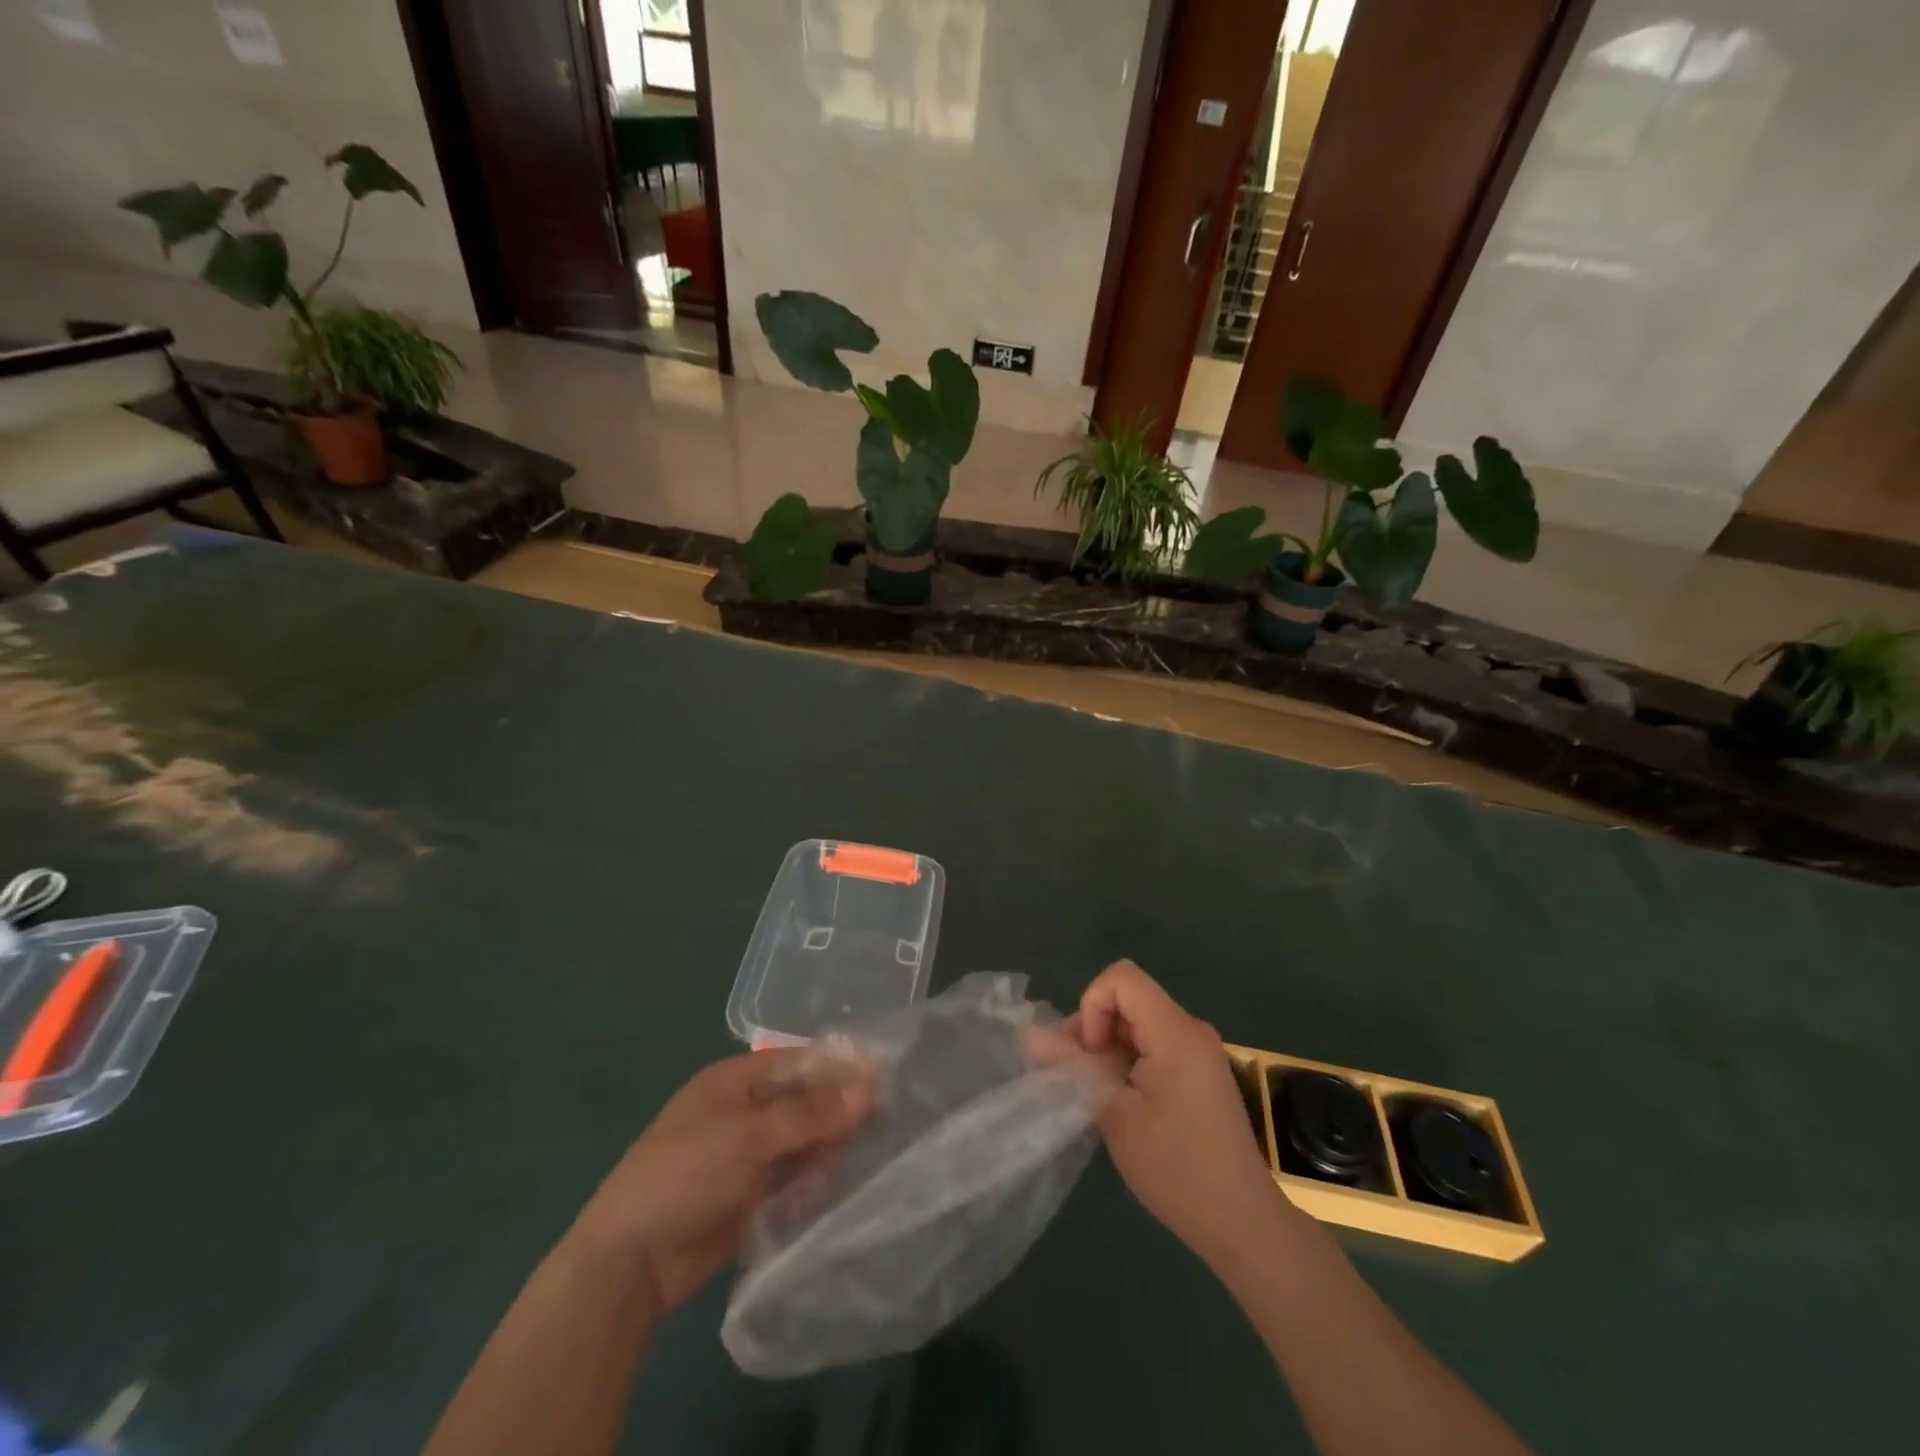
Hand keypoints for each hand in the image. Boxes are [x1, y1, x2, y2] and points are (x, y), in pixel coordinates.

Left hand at [574, 1050, 868, 1314]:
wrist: (630, 1262)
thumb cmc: (683, 1174)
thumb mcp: (747, 1135)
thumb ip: (808, 1114)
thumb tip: (868, 1089)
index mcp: (734, 1080)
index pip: (797, 1062)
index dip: (837, 1067)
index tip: (884, 1076)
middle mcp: (744, 1111)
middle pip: (803, 1101)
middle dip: (840, 1107)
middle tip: (890, 1116)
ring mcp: (748, 1155)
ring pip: (803, 1140)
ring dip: (833, 1143)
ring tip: (880, 1145)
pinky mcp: (753, 1195)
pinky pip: (795, 1176)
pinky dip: (818, 1175)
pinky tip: (850, 1177)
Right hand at [1074, 960, 1292, 1263]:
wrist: (1243, 1223)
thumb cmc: (1176, 1167)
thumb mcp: (1114, 1114)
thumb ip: (1071, 1066)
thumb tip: (1029, 1033)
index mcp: (1174, 1030)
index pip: (1121, 978)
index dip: (1092, 1006)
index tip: (1090, 1055)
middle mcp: (1190, 1030)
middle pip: (1128, 999)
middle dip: (1094, 1029)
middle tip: (1079, 1079)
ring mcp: (1198, 1052)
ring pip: (1138, 1024)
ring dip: (1109, 1050)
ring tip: (1097, 1096)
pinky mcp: (1200, 1074)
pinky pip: (1155, 1046)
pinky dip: (1129, 1063)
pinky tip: (1122, 1105)